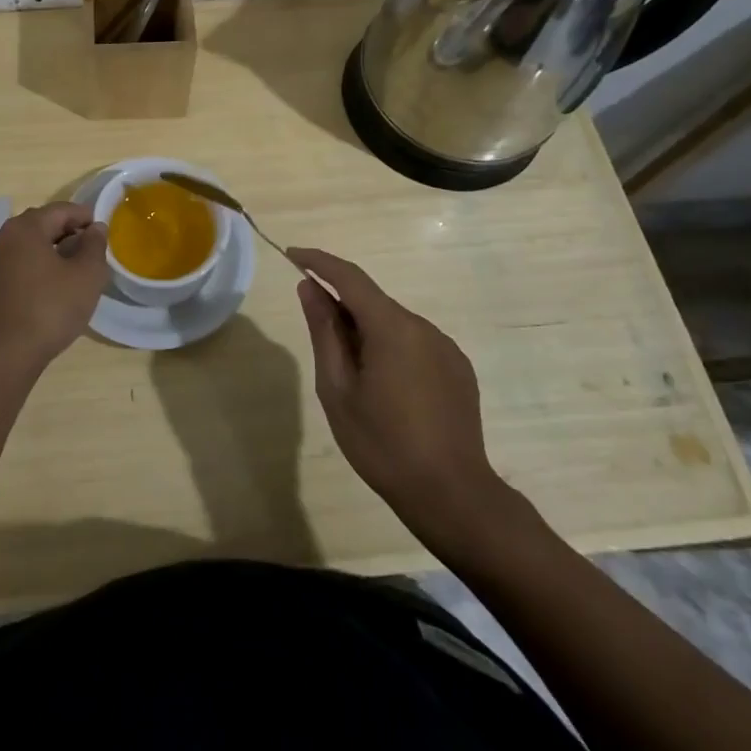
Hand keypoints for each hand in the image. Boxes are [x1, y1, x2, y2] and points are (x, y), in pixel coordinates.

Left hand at [0, 203, 108, 372]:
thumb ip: (95, 246)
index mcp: (26, 227)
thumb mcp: (86, 275)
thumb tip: (96, 228)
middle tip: (94, 252)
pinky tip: (57, 288)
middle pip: (44, 224)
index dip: (86, 217)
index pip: (62, 210)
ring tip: (79, 272)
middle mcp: (6, 237)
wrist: (4, 354)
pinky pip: (23, 264)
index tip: (105, 234)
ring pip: (33, 246)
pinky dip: (42, 267)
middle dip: (71, 233)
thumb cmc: (50, 308)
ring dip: (57, 252)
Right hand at [288, 247, 512, 537]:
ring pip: (394, 324)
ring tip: (353, 379)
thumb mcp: (337, 389)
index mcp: (392, 327)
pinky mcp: (458, 369)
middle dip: (341, 308)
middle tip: (318, 340)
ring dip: (367, 333)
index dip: (318, 261)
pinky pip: (415, 344)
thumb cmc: (383, 444)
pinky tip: (387, 391)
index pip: (349, 276)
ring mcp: (446, 347)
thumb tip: (310, 288)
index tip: (292, 255)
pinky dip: (391, 350)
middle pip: (373, 302)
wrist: (453, 495)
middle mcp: (423, 326)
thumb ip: (324, 332)